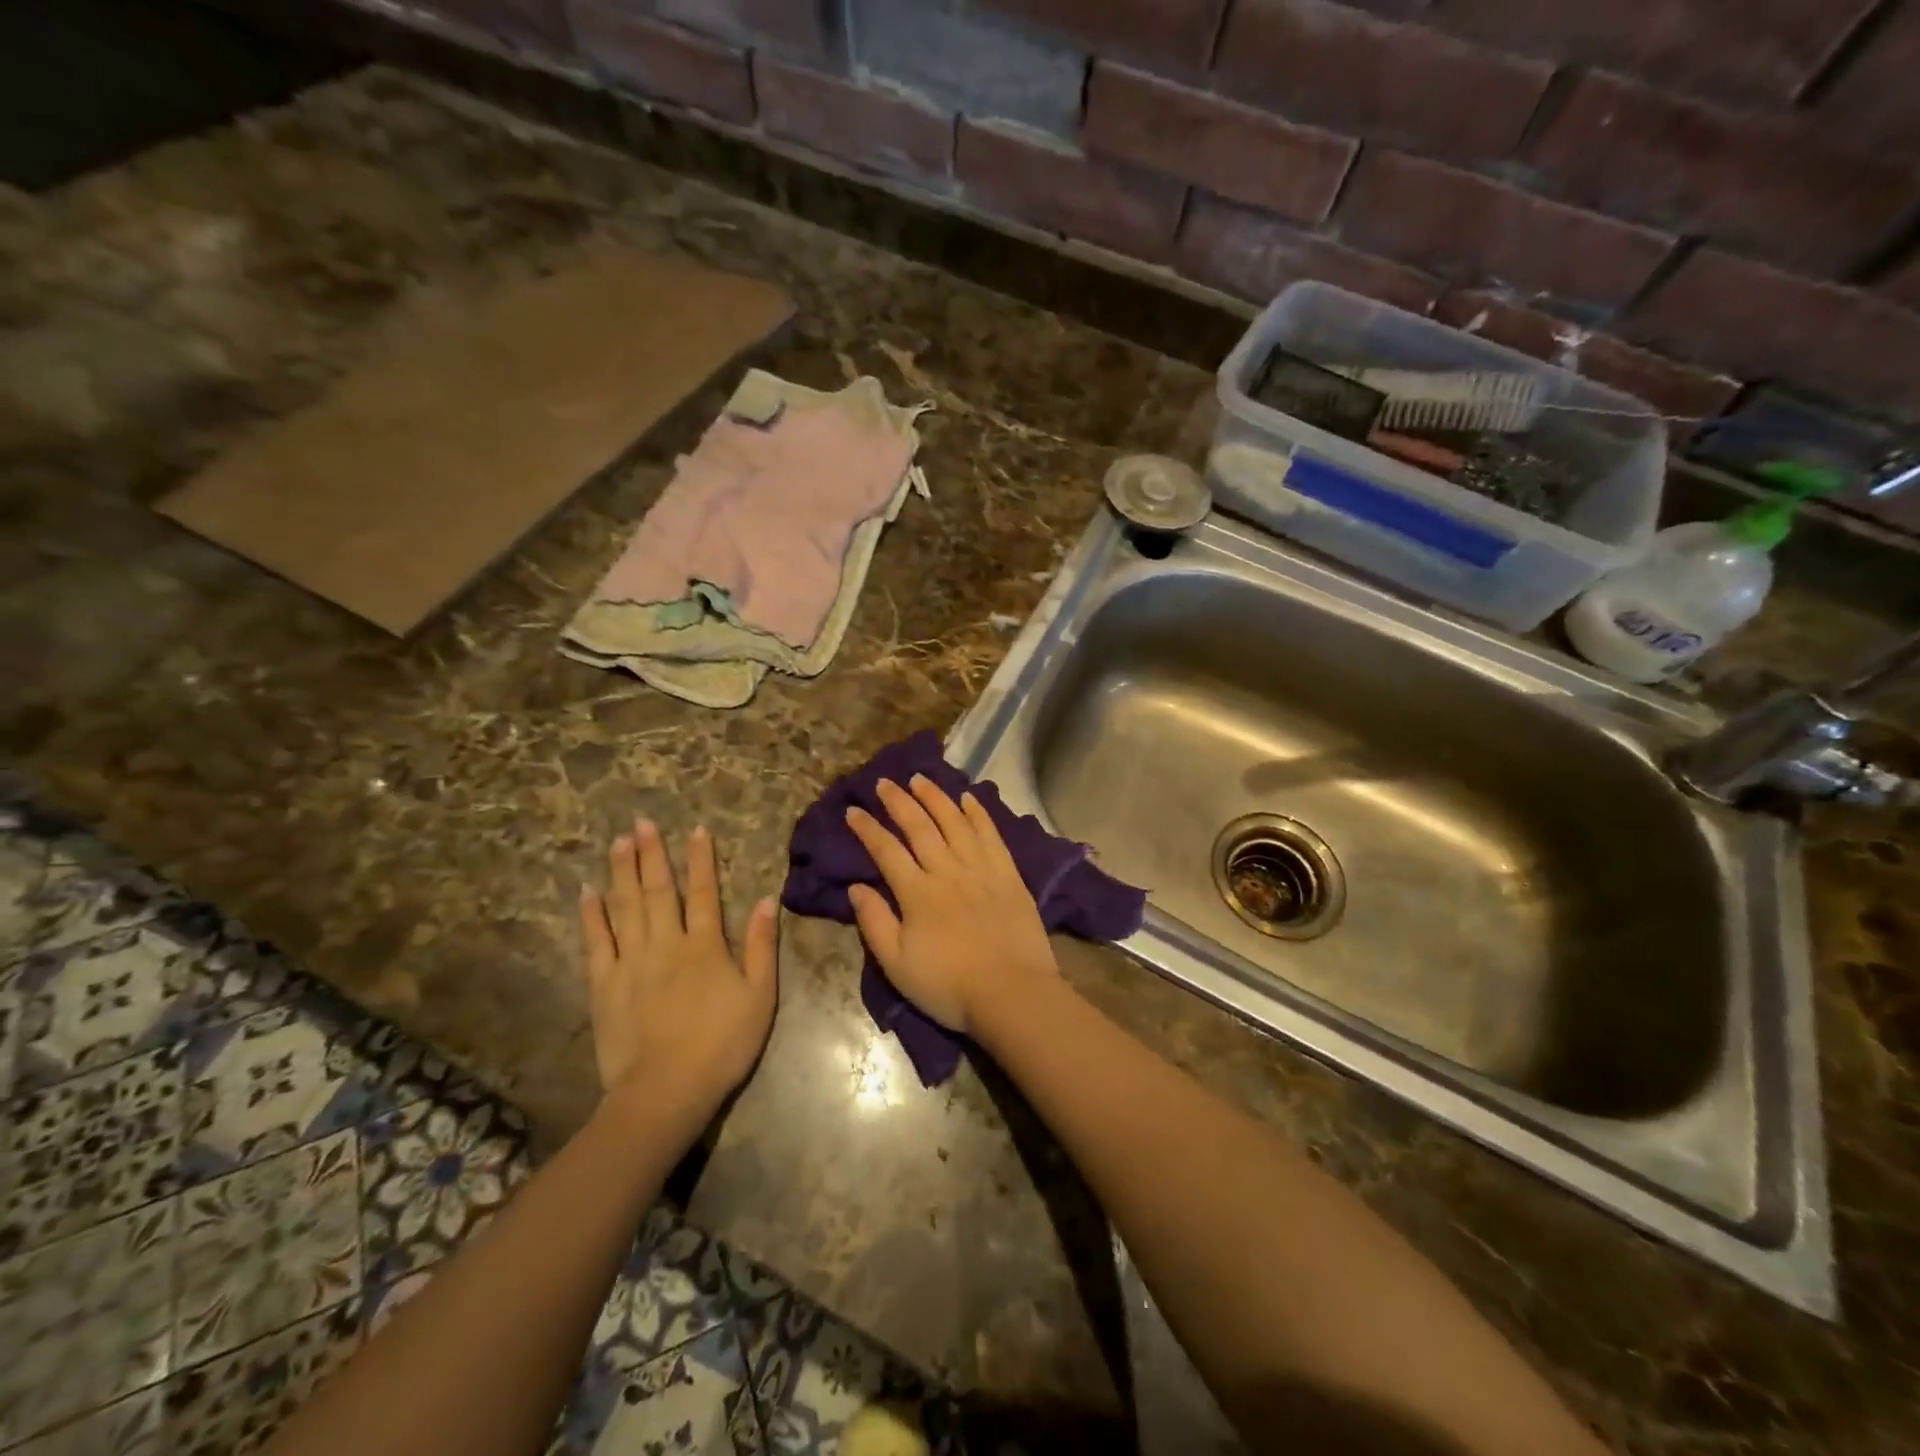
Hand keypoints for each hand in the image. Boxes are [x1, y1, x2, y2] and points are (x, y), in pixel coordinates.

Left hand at [578, 820, 777, 1117]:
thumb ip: (762, 946)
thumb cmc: (722, 1044)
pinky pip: (596, 942)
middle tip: (642, 823)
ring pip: (626, 907)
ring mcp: (631, 963)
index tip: (696, 829)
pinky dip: (592, 915)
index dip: (701, 859)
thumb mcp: (760, 996)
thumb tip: (766, 900)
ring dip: (622, 872)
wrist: (666, 1092)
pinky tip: (587, 892)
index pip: (703, 892)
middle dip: (652, 854)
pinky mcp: (604, 986)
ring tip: (619, 842)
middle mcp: (666, 944)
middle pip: (658, 891)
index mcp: (704, 946)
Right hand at [844, 776, 1057, 1034]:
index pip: (886, 851)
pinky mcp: (1008, 874)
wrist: (1011, 993)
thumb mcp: (897, 965)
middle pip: (920, 827)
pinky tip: (969, 798)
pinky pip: (991, 835)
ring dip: (936, 798)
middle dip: (899, 802)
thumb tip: (856, 887)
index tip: (853, 810)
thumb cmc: (948, 986)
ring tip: (921, 779)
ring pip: (955, 822)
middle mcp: (947, 871)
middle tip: (885, 781)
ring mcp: (981, 869)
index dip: (868, 829)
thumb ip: (875, 923)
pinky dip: (979, 813)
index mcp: (917, 893)